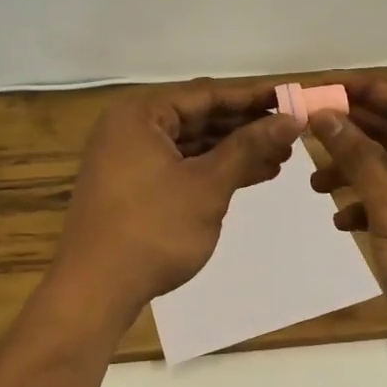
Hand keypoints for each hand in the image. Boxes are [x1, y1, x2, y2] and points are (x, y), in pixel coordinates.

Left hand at [54, 80, 300, 325]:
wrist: (94, 292)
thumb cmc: (152, 229)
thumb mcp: (207, 185)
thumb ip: (249, 147)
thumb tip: (291, 120)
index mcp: (141, 114)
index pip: (207, 94)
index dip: (253, 96)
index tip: (292, 97)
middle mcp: (132, 128)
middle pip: (200, 116)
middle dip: (247, 126)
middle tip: (292, 130)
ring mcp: (130, 159)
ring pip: (193, 144)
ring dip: (235, 150)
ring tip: (282, 155)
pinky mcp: (135, 187)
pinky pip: (182, 165)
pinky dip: (215, 170)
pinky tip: (253, 174)